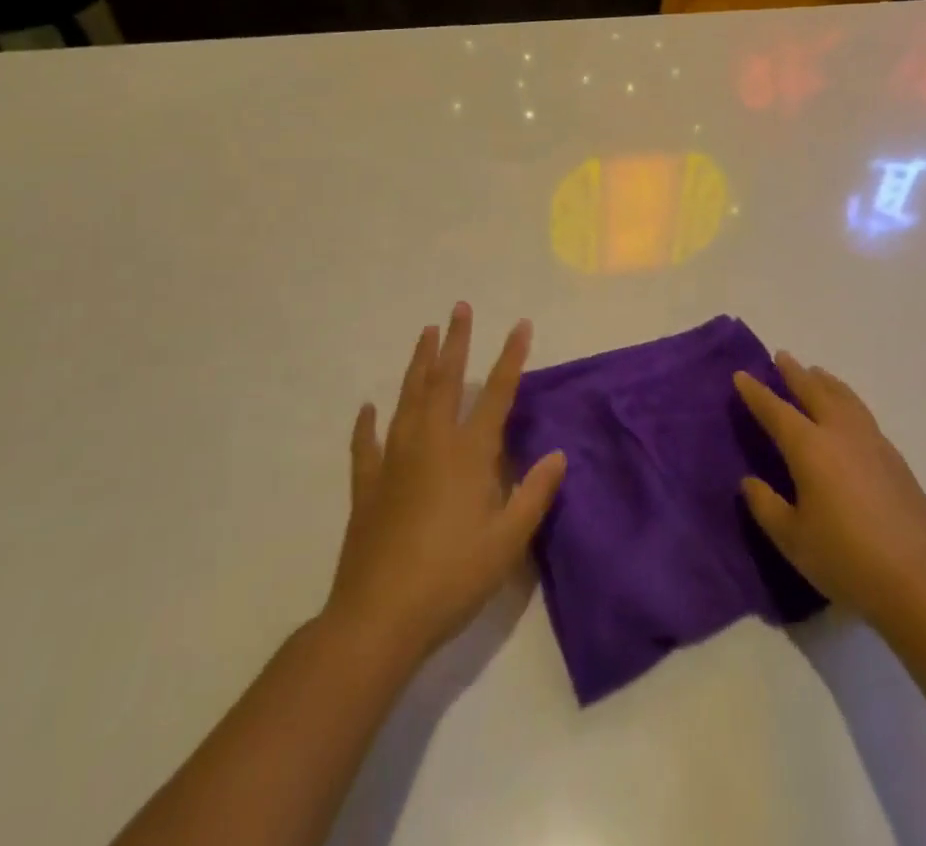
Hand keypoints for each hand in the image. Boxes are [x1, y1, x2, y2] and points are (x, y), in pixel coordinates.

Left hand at [325, 303, 565, 666]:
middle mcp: (431, 443)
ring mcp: (394, 460)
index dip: (511, 357)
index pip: (497, 393)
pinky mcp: (367, 485)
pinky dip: (367, 423)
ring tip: (426, 334)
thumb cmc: (452, 577)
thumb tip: (558, 454)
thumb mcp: (507, 541)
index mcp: (468, 453)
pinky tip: (368, 408)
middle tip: (459, 308)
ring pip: (408, 399)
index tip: (520, 325)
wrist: (379, 617)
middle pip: (445, 381)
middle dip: (456, 342)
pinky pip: (366, 444)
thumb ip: (534, 494)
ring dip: (419, 364)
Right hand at [735, 353, 925, 632]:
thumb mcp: (791, 539)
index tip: (742, 375)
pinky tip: (848, 413)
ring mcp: (872, 442)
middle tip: (782, 356)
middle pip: (814, 392)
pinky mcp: (895, 458)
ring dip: (826, 382)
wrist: (915, 581)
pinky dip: (848, 401)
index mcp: (809, 448)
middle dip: (794, 373)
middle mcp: (840, 433)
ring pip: (845, 398)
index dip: (756, 393)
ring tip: (816, 372)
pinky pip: (863, 414)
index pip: (776, 411)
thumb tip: (750, 481)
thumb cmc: (844, 559)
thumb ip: (766, 505)